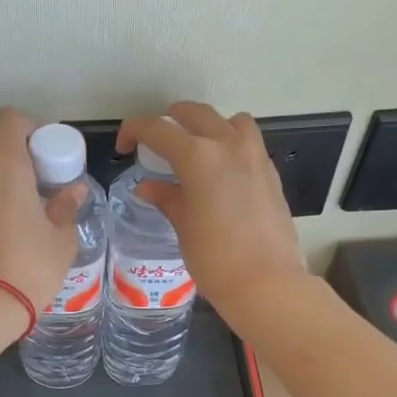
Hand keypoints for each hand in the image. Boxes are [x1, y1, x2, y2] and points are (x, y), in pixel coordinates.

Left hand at [0, 108, 81, 311]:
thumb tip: (73, 190)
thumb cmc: (31, 267)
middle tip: (25, 180)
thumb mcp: (61, 238)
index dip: (27, 128)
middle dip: (4, 151)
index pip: (10, 120)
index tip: (40, 150)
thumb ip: (65, 206)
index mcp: (5, 164)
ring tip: (2, 211)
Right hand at [117, 103, 308, 325]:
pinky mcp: (271, 173)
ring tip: (197, 150)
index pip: (158, 129)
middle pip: (195, 114)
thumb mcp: (183, 226)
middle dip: (170, 121)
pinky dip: (231, 145)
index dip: (135, 131)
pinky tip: (222, 173)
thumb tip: (148, 187)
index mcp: (198, 156)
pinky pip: (248, 143)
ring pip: (229, 121)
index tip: (125, 148)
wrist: (266, 282)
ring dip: (208, 126)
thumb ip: (166, 198)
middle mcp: (228, 145)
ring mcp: (255, 156)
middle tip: (156, 142)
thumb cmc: (215, 258)